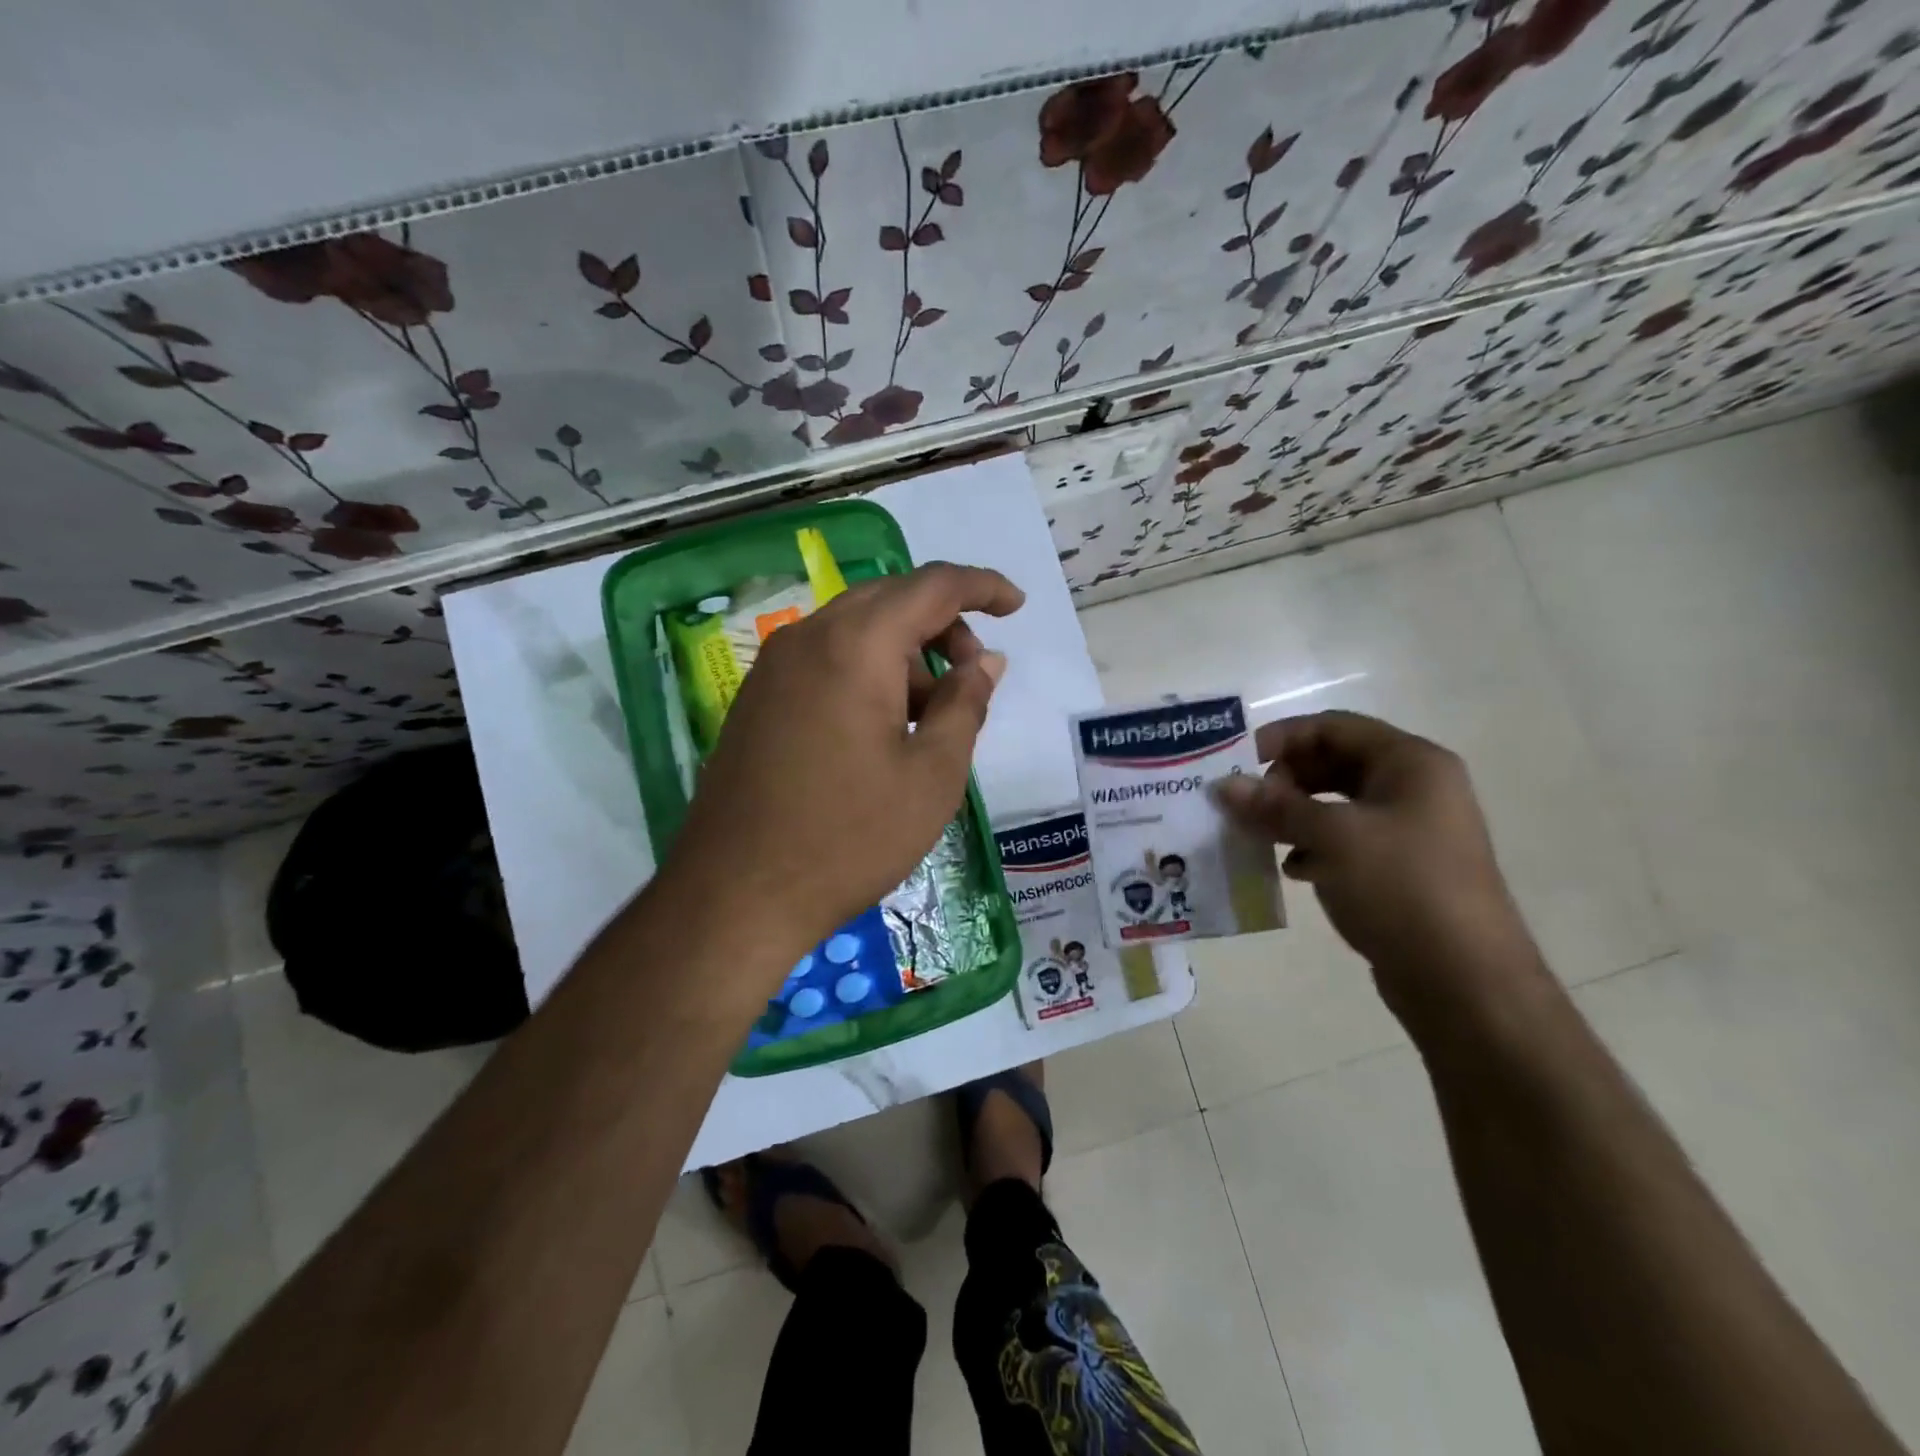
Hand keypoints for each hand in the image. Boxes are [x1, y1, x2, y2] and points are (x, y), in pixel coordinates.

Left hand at [665, 562, 1023, 975]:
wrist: (737, 894)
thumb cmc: (850, 837)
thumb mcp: (932, 774)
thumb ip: (965, 704)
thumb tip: (985, 660)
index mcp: (856, 645)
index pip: (932, 585)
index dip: (982, 586)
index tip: (1017, 604)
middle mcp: (808, 638)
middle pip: (890, 600)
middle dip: (942, 625)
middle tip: (972, 675)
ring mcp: (774, 668)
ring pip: (856, 631)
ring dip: (904, 655)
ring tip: (930, 718)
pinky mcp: (758, 699)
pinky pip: (826, 660)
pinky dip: (867, 673)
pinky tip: (883, 729)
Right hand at [1213, 710, 1541, 1027]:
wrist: (1465, 981)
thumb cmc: (1402, 888)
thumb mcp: (1333, 838)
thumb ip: (1275, 806)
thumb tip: (1224, 785)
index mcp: (1411, 763)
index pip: (1333, 727)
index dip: (1281, 738)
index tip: (1235, 763)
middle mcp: (1414, 788)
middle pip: (1333, 763)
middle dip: (1284, 780)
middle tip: (1244, 804)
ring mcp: (1409, 831)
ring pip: (1335, 805)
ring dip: (1292, 815)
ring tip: (1256, 836)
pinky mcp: (1399, 869)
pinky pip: (1344, 841)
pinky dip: (1312, 847)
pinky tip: (1292, 870)